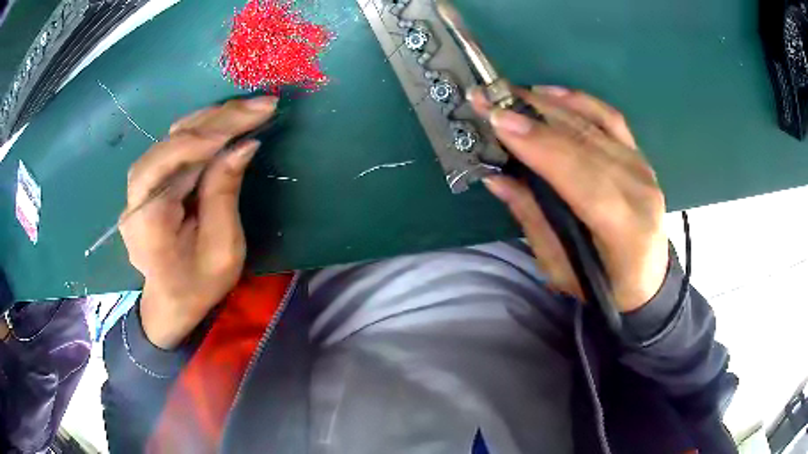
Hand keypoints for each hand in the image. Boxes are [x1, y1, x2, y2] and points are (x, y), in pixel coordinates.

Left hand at [122, 96, 277, 348]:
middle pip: (171, 142)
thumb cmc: (198, 285)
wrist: (171, 300)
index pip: (168, 163)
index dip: (205, 139)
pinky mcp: (151, 180)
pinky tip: (226, 120)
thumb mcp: (222, 250)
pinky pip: (174, 145)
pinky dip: (202, 128)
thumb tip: (244, 145)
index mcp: (147, 221)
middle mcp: (136, 196)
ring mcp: (140, 186)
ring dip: (212, 119)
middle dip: (218, 120)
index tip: (249, 123)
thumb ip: (225, 195)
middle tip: (262, 105)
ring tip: (250, 108)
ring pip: (172, 137)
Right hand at [469, 86, 668, 311]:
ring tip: (509, 94)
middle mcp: (639, 190)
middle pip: (585, 143)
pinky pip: (610, 118)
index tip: (498, 121)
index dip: (540, 146)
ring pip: (594, 125)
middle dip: (533, 118)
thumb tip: (498, 177)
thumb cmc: (603, 285)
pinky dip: (579, 100)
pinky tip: (550, 92)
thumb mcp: (560, 269)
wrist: (648, 279)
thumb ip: (533, 219)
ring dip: (548, 105)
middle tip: (490, 100)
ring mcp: (643, 167)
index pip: (581, 177)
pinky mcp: (640, 155)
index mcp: (624, 230)